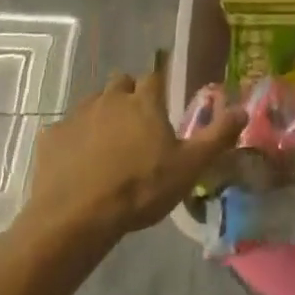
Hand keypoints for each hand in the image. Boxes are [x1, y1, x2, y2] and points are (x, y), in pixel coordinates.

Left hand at [28, 68, 246, 241]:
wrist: (76, 218)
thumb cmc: (140, 189)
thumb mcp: (189, 167)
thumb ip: (217, 136)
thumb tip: (243, 109)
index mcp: (144, 101)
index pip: (155, 76)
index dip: (159, 85)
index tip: (163, 99)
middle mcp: (110, 99)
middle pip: (120, 82)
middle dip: (128, 94)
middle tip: (136, 122)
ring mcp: (77, 115)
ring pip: (92, 102)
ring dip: (101, 114)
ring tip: (107, 143)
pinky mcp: (50, 137)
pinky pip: (64, 129)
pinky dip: (72, 139)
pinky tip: (76, 162)